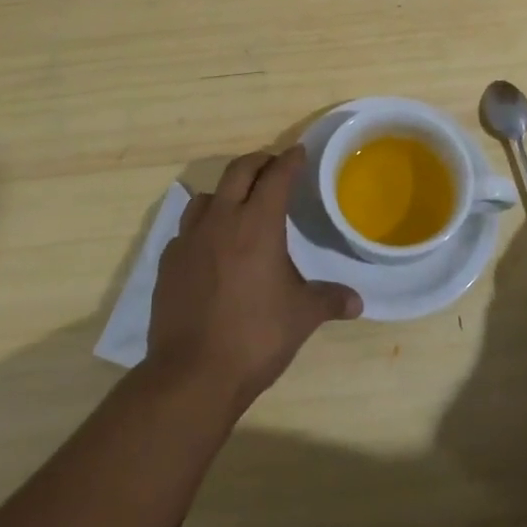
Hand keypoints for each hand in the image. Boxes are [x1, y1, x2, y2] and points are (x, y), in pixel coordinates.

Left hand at [146, 146, 361, 412]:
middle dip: (259, 163)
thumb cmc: (255, 336)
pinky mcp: (169, 263)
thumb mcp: (301, 316)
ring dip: (227, 192)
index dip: (290, 161)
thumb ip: (329, 300)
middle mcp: (221, 221)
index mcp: (258, 224)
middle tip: (273, 167)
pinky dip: (203, 226)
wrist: (192, 374)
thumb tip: (357, 302)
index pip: (276, 177)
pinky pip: (187, 229)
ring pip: (207, 196)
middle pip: (238, 172)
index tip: (299, 152)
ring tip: (240, 205)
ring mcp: (189, 240)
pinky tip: (211, 247)